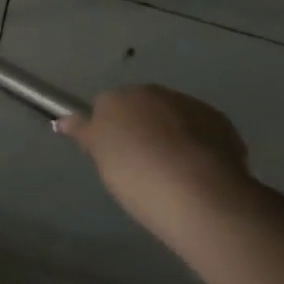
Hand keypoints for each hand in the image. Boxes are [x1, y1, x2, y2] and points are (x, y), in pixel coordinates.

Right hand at [55, 85, 253, 237]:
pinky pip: (205, 132)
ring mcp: (188, 105)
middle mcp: (151, 92)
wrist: (196, 191)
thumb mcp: (101, 157)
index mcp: (116, 98)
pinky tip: (203, 173)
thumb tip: (61, 120)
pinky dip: (202, 146)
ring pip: (175, 117)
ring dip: (175, 136)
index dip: (113, 132)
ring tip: (178, 172)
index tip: (118, 156)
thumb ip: (84, 134)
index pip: (107, 106)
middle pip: (143, 107)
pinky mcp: (221, 123)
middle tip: (147, 164)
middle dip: (145, 128)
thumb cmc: (136, 174)